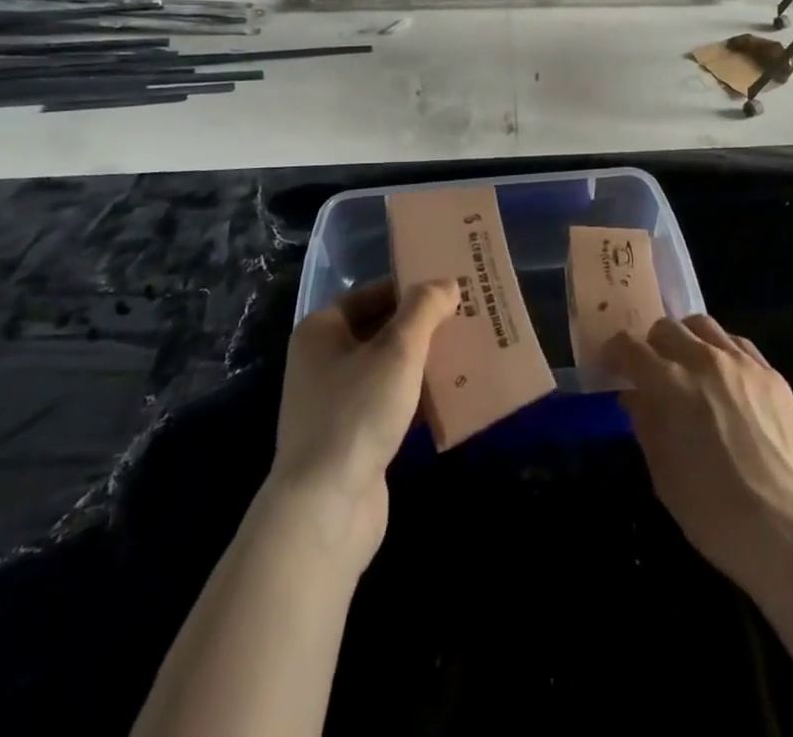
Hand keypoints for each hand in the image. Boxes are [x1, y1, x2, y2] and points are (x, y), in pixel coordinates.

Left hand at [265, 278, 457, 567]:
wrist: (325, 510)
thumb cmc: (357, 412)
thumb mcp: (398, 349)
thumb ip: (424, 308)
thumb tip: (447, 283)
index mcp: (322, 330)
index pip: (373, 293)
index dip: (412, 287)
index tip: (452, 287)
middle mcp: (323, 361)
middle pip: (382, 330)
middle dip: (423, 326)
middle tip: (468, 317)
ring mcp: (336, 403)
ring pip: (389, 369)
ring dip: (424, 363)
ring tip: (470, 352)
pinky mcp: (352, 439)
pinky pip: (391, 404)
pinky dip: (418, 398)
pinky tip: (454, 397)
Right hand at [605, 314, 792, 596]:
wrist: (790, 531)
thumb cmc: (716, 512)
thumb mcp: (664, 475)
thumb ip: (645, 425)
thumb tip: (635, 397)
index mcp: (671, 384)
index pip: (631, 347)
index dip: (615, 353)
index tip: (611, 366)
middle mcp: (705, 360)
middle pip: (667, 328)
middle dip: (651, 345)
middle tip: (651, 371)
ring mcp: (743, 364)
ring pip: (704, 325)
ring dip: (686, 339)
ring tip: (687, 365)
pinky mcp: (773, 375)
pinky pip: (738, 344)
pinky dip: (721, 350)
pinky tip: (724, 376)